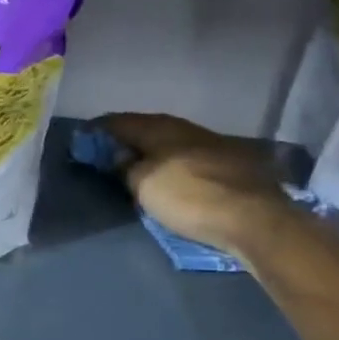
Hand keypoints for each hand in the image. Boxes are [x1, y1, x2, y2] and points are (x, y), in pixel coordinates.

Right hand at [101, 112, 289, 254]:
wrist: (255, 218)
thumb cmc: (190, 197)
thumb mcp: (144, 185)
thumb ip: (126, 167)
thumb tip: (118, 156)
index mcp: (160, 128)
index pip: (120, 121)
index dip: (99, 130)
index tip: (83, 140)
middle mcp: (186, 128)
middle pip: (147, 128)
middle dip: (126, 138)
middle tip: (107, 152)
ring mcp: (212, 143)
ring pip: (171, 140)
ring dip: (151, 149)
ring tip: (137, 164)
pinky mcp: (231, 163)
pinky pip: (189, 155)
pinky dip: (172, 161)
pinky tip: (170, 173)